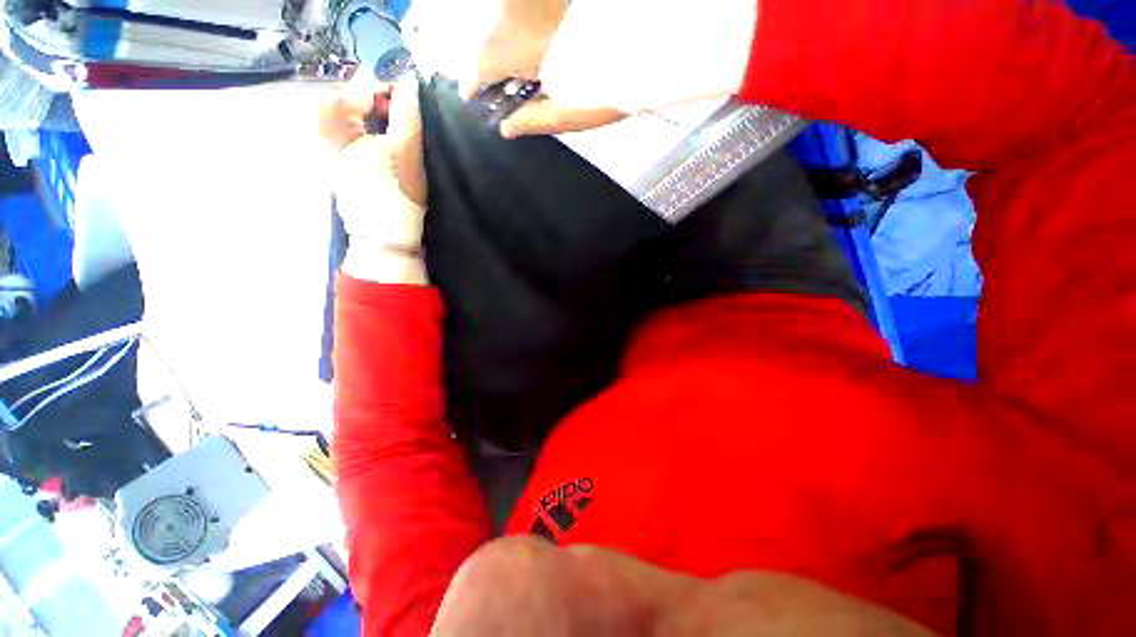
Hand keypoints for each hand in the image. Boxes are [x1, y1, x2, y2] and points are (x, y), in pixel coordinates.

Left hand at [319, 74, 425, 207]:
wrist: (385, 235)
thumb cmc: (396, 192)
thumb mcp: (406, 149)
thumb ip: (407, 111)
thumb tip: (410, 81)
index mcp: (332, 124)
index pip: (357, 88)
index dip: (385, 88)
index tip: (408, 100)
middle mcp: (321, 132)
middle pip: (350, 101)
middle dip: (376, 103)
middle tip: (400, 116)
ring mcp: (326, 150)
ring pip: (349, 118)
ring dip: (374, 119)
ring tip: (394, 132)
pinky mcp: (335, 164)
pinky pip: (348, 135)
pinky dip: (367, 133)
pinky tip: (382, 146)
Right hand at [406, 0, 756, 137]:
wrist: (663, 52)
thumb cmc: (619, 89)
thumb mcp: (576, 115)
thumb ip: (538, 119)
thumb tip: (505, 129)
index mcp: (534, 54)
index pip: (487, 62)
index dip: (473, 79)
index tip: (469, 94)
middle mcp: (535, 27)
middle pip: (494, 40)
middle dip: (486, 65)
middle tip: (489, 88)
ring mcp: (549, 19)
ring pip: (510, 26)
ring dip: (504, 50)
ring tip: (509, 76)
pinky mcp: (561, 18)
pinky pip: (533, 24)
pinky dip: (525, 41)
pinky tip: (533, 58)